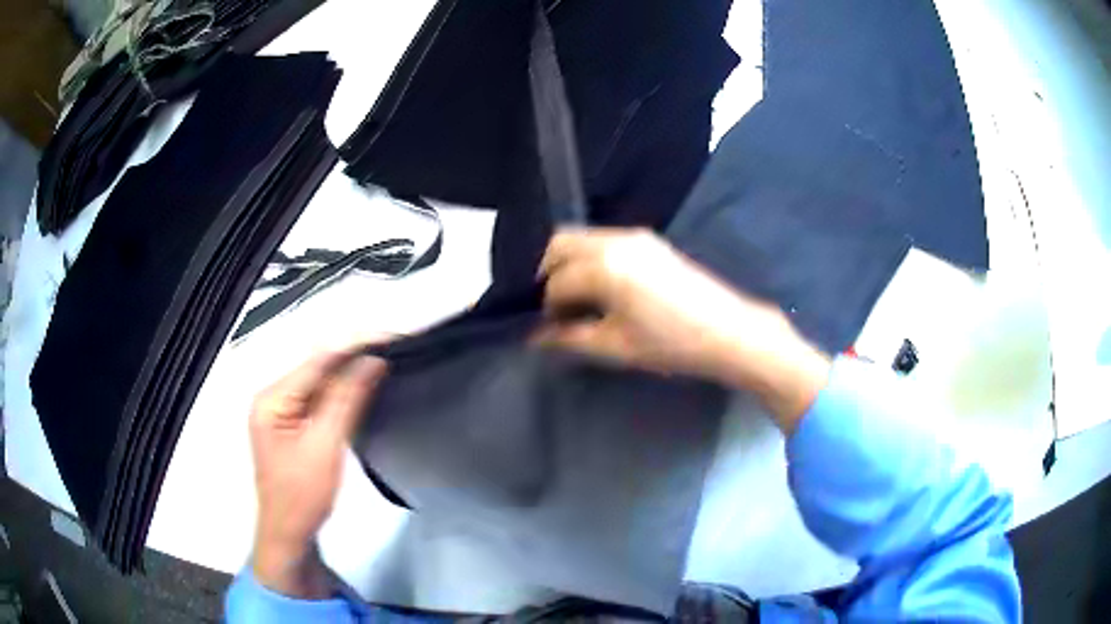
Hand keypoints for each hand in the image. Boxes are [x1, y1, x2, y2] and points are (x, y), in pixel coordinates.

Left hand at [249, 346, 385, 597]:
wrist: (290, 534)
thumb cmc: (302, 495)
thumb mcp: (325, 446)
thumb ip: (346, 399)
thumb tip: (372, 360)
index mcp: (271, 398)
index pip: (316, 361)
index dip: (353, 346)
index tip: (390, 336)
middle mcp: (273, 397)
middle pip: (317, 367)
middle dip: (354, 356)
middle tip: (393, 346)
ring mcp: (281, 411)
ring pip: (320, 382)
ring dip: (350, 373)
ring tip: (385, 361)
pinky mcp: (293, 425)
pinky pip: (320, 399)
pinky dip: (343, 393)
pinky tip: (364, 387)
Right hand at [535, 228, 829, 433]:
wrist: (728, 331)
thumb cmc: (671, 344)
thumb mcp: (616, 347)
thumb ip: (569, 338)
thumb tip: (535, 337)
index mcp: (604, 266)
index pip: (555, 281)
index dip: (545, 306)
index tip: (547, 328)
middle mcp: (614, 240)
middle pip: (559, 243)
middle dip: (545, 271)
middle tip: (550, 305)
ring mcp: (633, 236)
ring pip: (581, 239)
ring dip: (567, 263)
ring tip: (573, 299)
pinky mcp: (649, 240)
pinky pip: (602, 241)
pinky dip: (588, 258)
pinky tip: (598, 287)